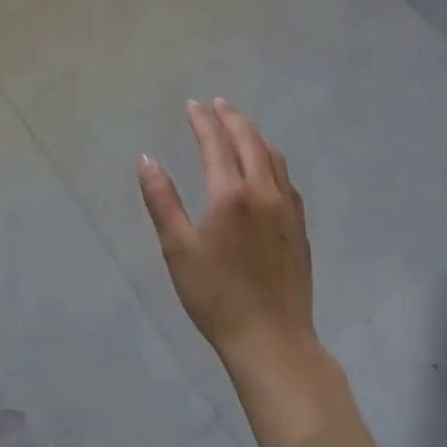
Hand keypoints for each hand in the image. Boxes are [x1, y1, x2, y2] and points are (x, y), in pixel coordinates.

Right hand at [138, 99, 316, 368]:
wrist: (273, 341)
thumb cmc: (217, 296)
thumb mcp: (178, 249)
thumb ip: (162, 200)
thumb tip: (146, 159)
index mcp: (230, 194)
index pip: (216, 143)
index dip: (203, 121)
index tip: (193, 105)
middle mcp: (263, 192)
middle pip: (250, 141)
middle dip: (232, 118)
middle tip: (217, 104)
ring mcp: (287, 210)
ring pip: (273, 157)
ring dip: (255, 134)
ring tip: (241, 125)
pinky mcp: (299, 228)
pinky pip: (286, 179)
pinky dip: (272, 159)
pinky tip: (267, 166)